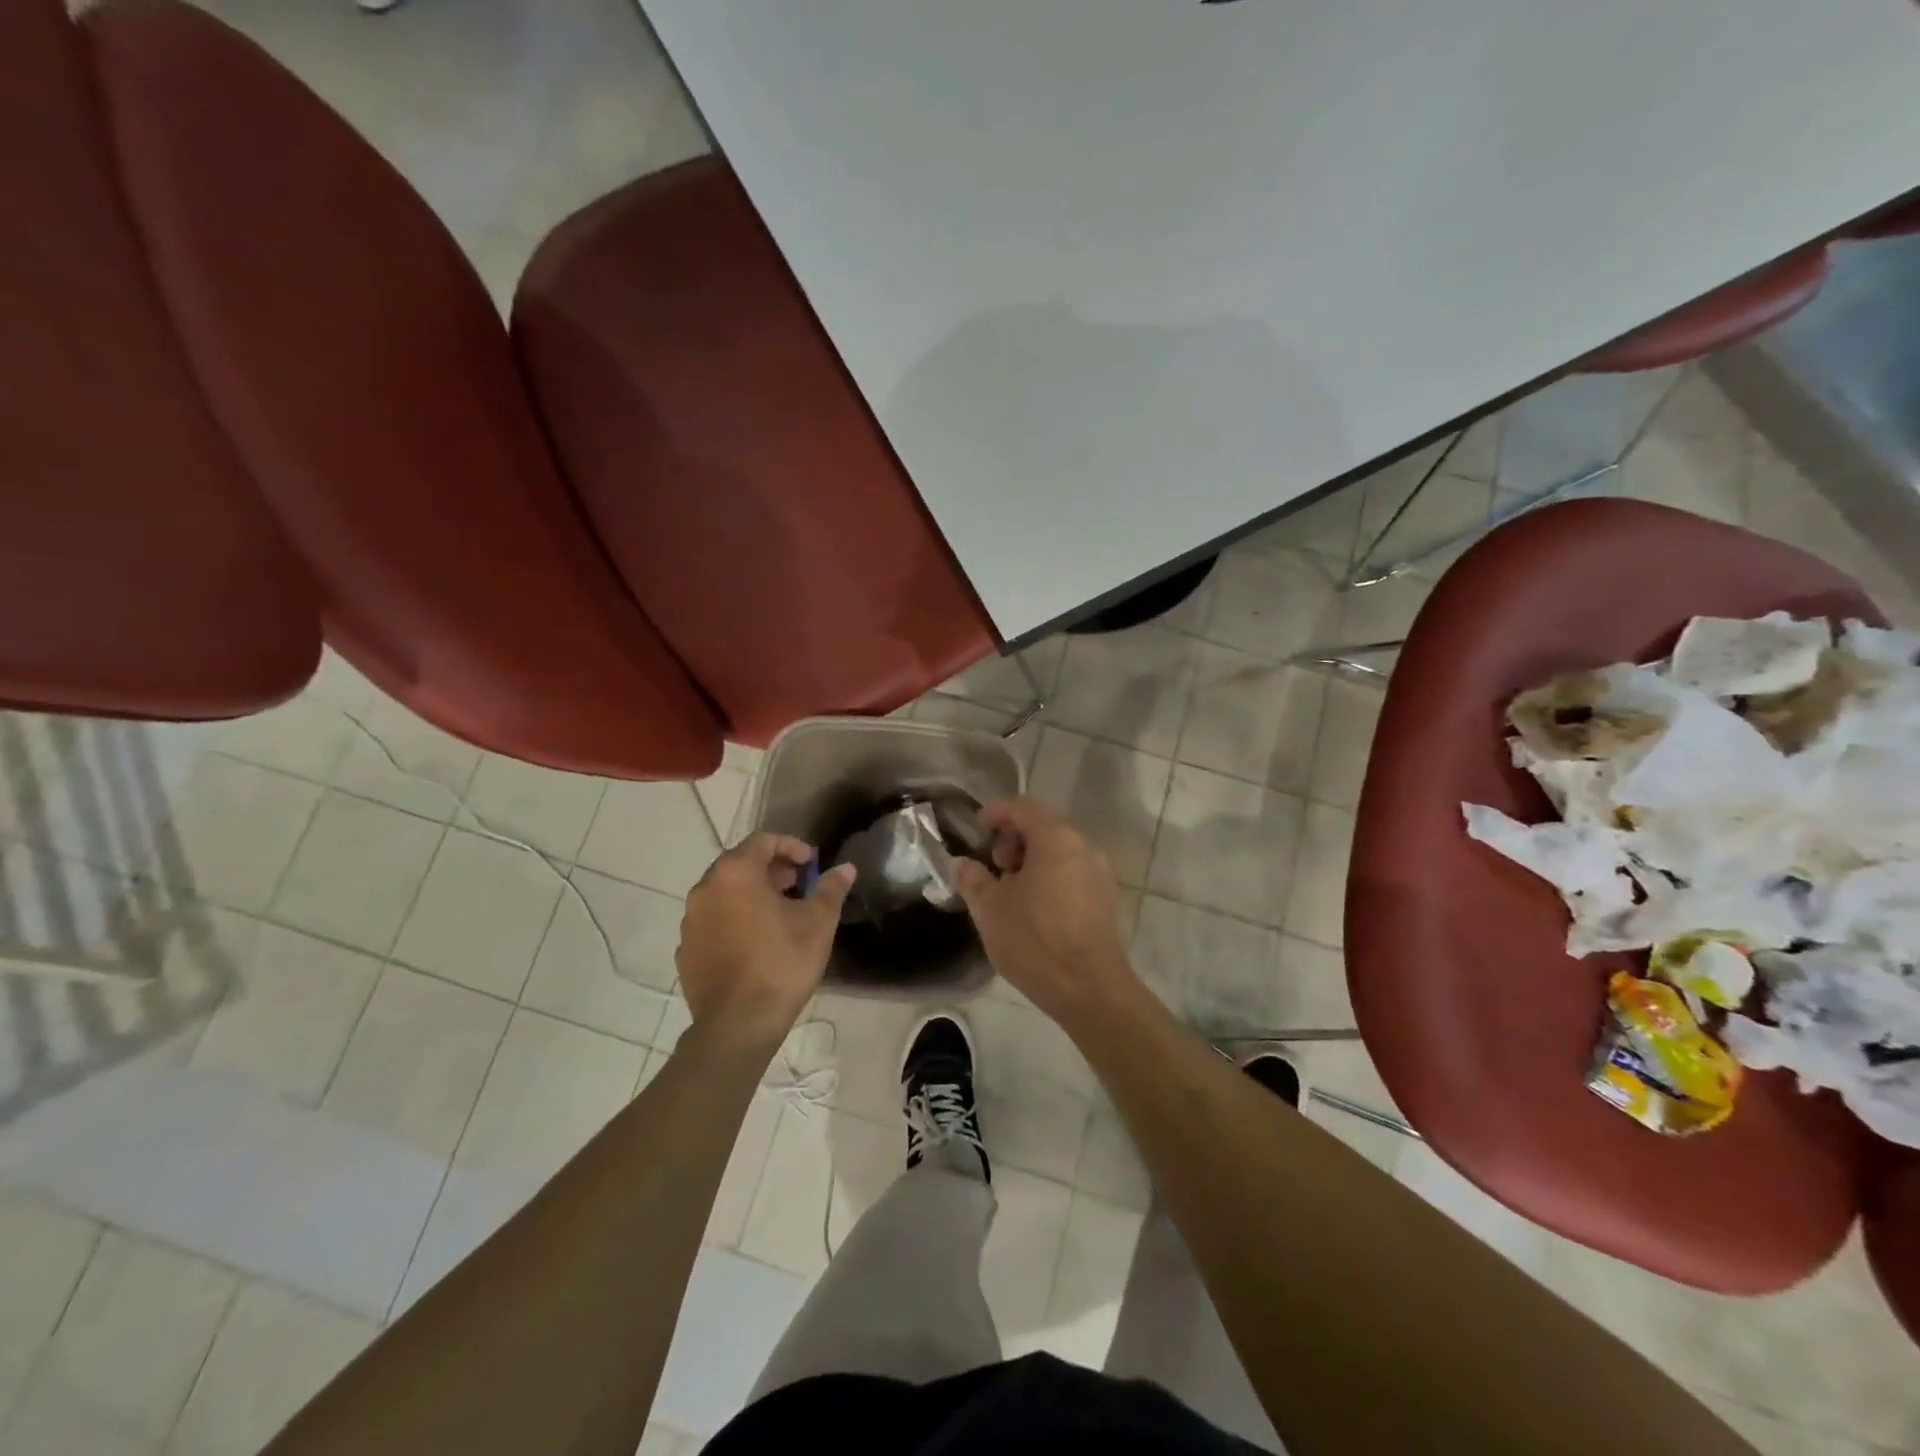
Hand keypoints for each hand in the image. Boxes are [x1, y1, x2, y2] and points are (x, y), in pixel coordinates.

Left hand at [676, 834, 854, 1048]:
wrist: (738, 1024)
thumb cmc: (782, 963)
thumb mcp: (818, 922)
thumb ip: (831, 889)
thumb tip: (845, 868)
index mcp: (735, 874)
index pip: (763, 841)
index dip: (791, 846)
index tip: (811, 864)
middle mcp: (705, 889)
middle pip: (739, 864)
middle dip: (770, 869)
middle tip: (797, 884)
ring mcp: (690, 921)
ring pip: (724, 893)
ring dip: (751, 893)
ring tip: (779, 913)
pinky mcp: (685, 950)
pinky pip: (712, 921)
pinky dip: (733, 919)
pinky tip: (755, 941)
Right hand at [953, 798, 1137, 1022]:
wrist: (1089, 989)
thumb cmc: (1035, 940)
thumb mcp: (990, 910)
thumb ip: (972, 879)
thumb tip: (961, 864)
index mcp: (1056, 839)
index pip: (1023, 807)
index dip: (996, 812)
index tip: (977, 830)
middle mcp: (1084, 846)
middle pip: (1044, 826)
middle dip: (1013, 840)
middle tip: (995, 867)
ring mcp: (1100, 872)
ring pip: (1060, 850)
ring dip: (1032, 860)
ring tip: (1011, 892)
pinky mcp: (1106, 897)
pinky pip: (1073, 871)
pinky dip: (1051, 876)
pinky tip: (1035, 909)